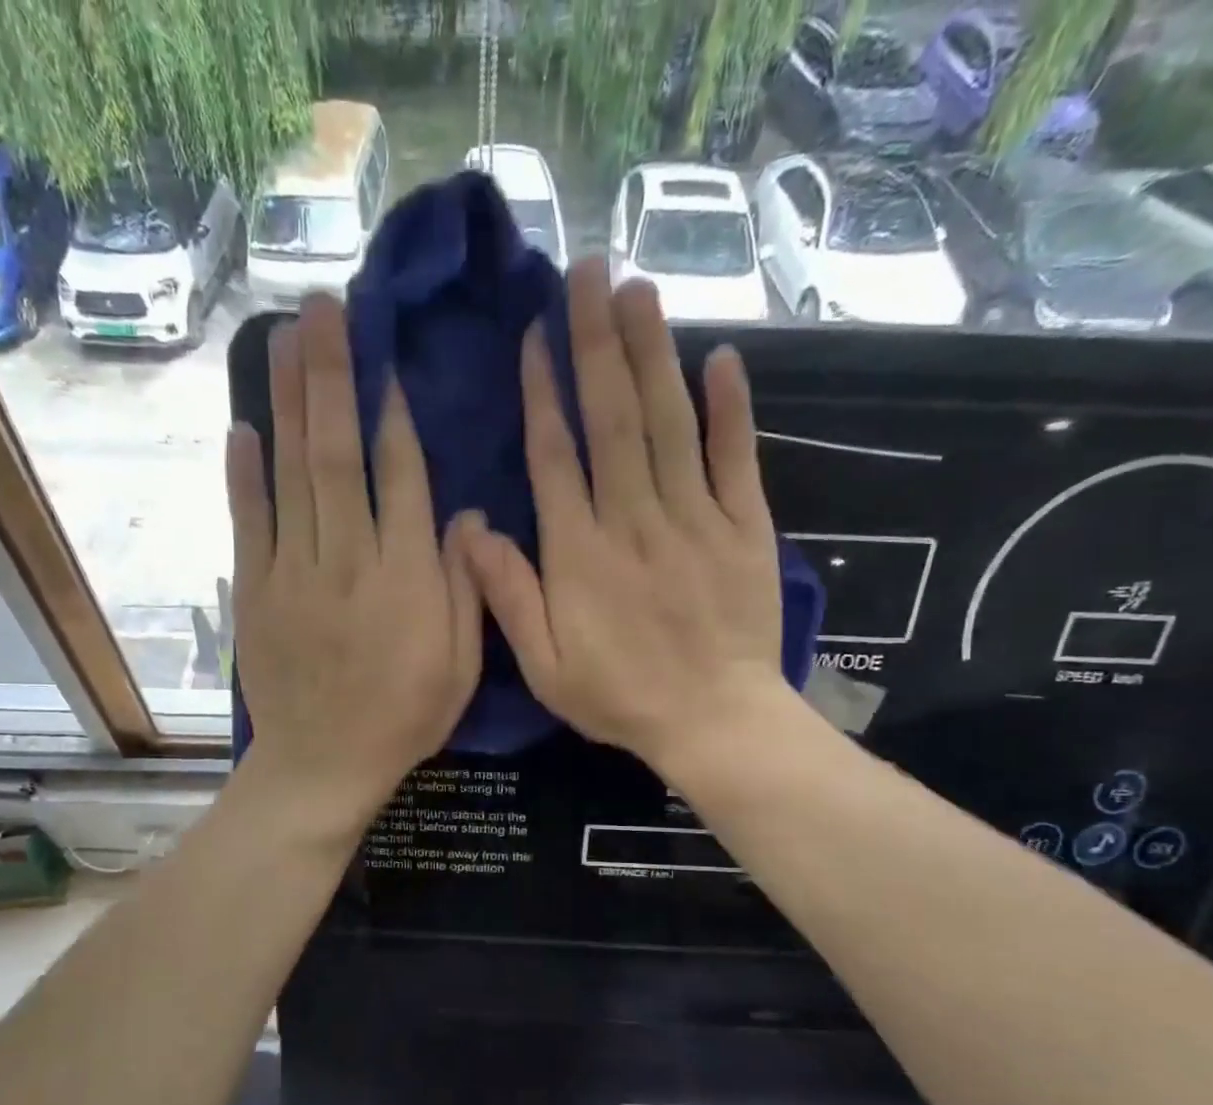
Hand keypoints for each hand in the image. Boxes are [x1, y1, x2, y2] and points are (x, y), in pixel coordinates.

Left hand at [228, 293, 482, 821]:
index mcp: (406, 580)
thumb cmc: (403, 718)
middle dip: (331, 377)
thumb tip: (465, 515)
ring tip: (287, 337)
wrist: (323, 765)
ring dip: (289, 402)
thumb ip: (465, 589)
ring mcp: (293, 573)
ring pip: (291, 474)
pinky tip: (243, 425)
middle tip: (323, 309)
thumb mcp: (461, 666)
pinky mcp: (256, 591)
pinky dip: (244, 474)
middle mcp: (348, 562)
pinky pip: (249, 522)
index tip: (385, 358)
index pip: (400, 479)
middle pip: (337, 455)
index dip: (392, 415)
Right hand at [460, 259, 801, 778]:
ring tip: (639, 290)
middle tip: (589, 274)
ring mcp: (695, 519)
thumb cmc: (621, 698)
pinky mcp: (744, 528)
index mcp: (580, 555)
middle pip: (614, 420)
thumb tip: (469, 529)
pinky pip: (735, 459)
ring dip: (654, 355)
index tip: (538, 334)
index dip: (545, 392)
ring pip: (670, 424)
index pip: (557, 457)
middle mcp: (634, 521)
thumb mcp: (545, 666)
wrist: (714, 722)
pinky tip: (722, 357)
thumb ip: (509, 596)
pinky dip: (730, 409)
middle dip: (598, 344)